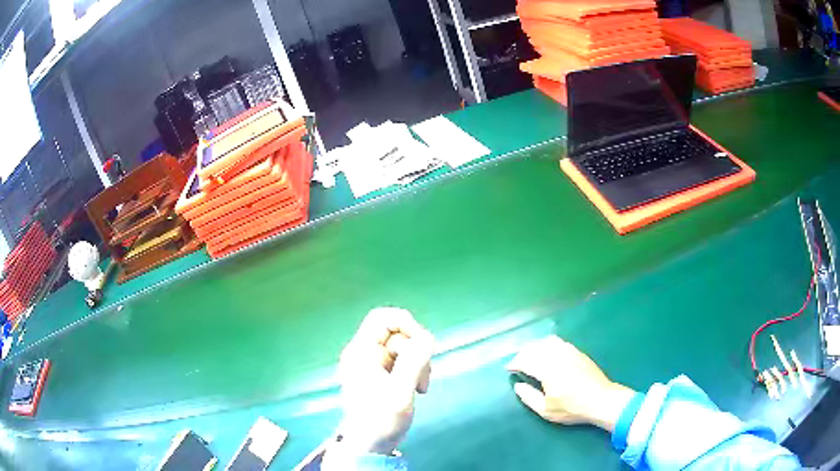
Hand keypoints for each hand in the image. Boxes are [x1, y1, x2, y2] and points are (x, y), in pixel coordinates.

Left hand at [333, 308, 433, 455]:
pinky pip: (404, 361)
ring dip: (418, 364)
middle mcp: (365, 353)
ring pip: (405, 348)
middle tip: (423, 377)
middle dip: (417, 352)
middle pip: (398, 334)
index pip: (382, 318)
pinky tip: (416, 388)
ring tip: (420, 387)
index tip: (423, 343)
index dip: (406, 323)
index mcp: (361, 352)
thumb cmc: (380, 420)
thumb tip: (427, 336)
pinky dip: (414, 371)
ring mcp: (373, 364)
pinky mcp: (381, 374)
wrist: (369, 445)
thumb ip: (413, 362)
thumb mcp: (400, 392)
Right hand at [506, 336, 634, 431]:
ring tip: (531, 356)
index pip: (526, 360)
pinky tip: (548, 352)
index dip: (515, 363)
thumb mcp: (546, 410)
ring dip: (536, 346)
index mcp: (548, 369)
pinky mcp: (578, 352)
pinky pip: (559, 342)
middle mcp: (557, 356)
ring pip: (547, 342)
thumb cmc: (572, 408)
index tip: (509, 369)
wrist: (601, 400)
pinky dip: (548, 344)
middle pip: (535, 347)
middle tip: (517, 363)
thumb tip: (518, 386)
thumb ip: (529, 397)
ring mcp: (569, 351)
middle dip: (523, 353)